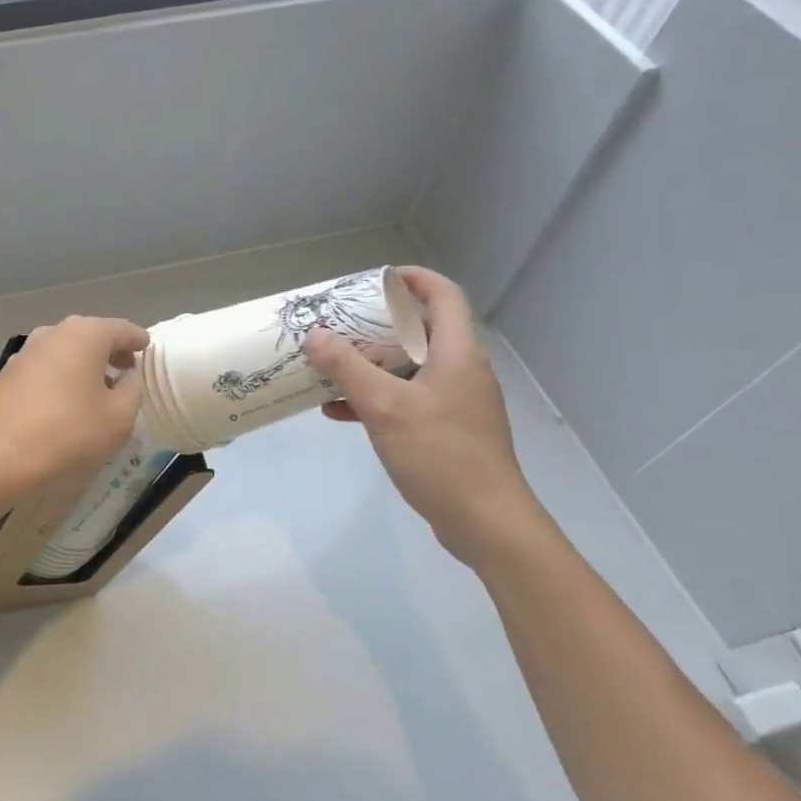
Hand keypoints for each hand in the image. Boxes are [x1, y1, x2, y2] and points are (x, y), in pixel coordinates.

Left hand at [0, 315, 148, 495]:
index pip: (121, 329)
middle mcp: (53, 333)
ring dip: (84, 361)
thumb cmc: (69, 433)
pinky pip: (46, 365)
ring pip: (65, 348)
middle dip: (110, 349)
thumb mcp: (119, 417)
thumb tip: (128, 375)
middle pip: (90, 334)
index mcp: (85, 335)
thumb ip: (133, 389)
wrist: (1, 457)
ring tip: (97, 386)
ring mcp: (27, 351)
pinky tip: (66, 397)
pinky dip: (62, 373)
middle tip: (126, 368)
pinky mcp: (9, 372)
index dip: (137, 340)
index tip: (146, 348)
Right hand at [302, 267, 541, 562]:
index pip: (443, 296)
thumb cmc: (440, 454)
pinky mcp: (445, 429)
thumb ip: (348, 368)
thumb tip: (315, 334)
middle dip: (376, 324)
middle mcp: (460, 370)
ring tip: (329, 365)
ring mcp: (455, 402)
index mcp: (457, 354)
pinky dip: (375, 398)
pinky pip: (406, 399)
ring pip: (408, 367)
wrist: (485, 521)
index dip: (413, 279)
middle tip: (339, 323)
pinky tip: (338, 411)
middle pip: (420, 331)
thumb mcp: (385, 407)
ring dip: (370, 363)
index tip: (375, 279)